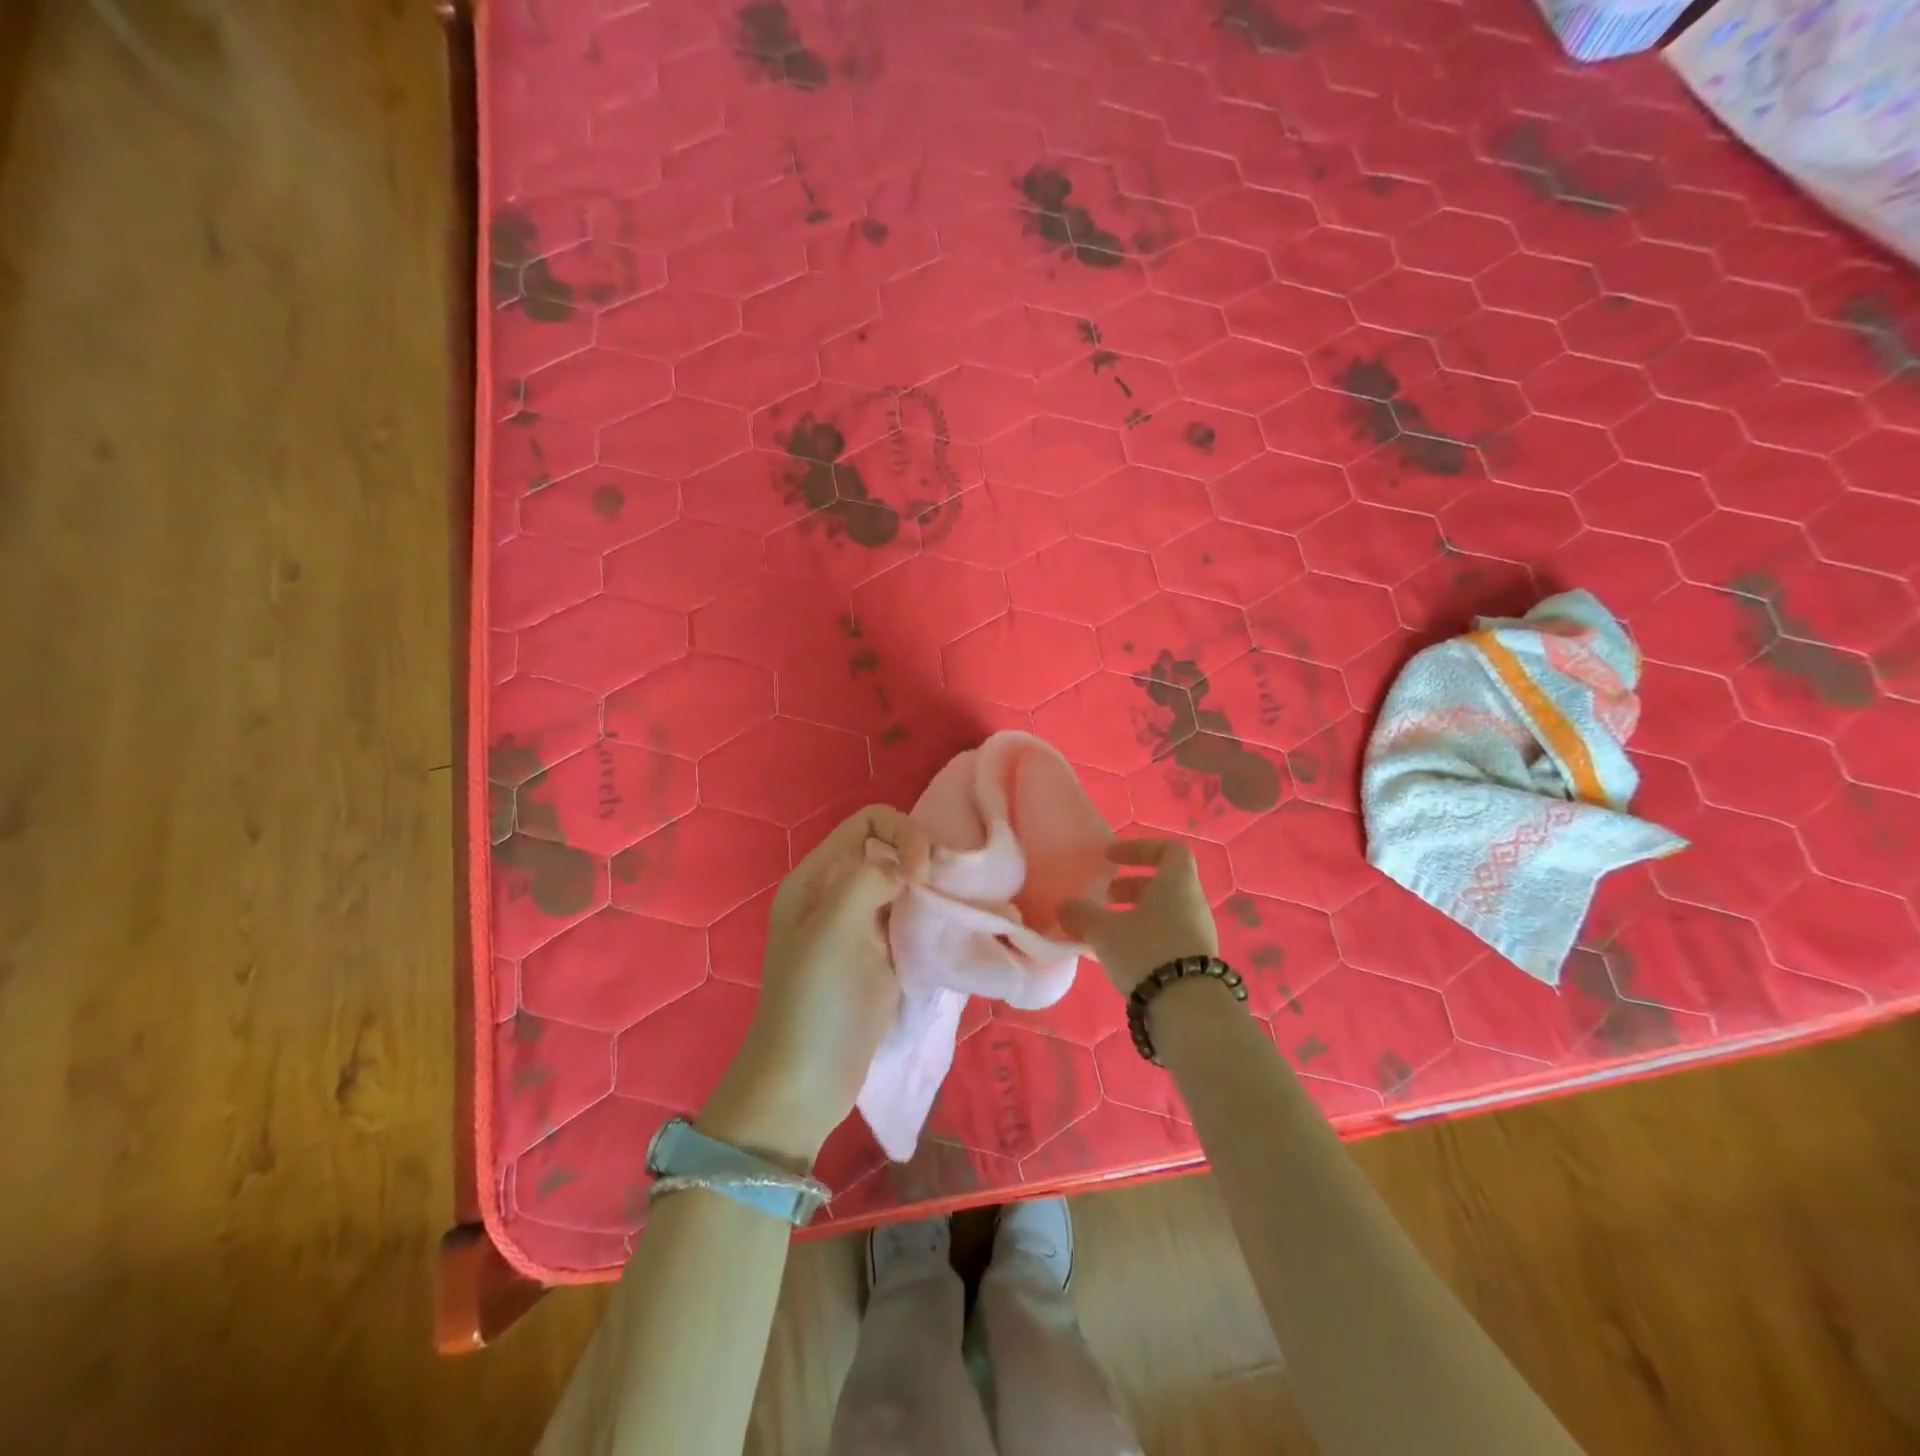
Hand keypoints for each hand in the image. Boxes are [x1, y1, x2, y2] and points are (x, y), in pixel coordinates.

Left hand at [700, 805, 928, 1169]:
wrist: (806, 1082)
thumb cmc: (813, 1003)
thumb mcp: (830, 930)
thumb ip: (866, 879)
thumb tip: (906, 865)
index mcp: (817, 877)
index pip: (869, 822)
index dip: (902, 834)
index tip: (921, 874)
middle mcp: (839, 892)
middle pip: (891, 848)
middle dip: (923, 859)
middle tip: (945, 893)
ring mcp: (862, 925)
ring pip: (907, 883)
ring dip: (933, 889)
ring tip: (954, 910)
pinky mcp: (883, 955)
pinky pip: (913, 918)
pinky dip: (934, 917)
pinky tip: (951, 931)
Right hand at [1061, 839, 1218, 993]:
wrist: (1187, 1008)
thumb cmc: (1145, 951)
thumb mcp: (1104, 930)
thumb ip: (1081, 913)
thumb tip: (1066, 906)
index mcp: (1177, 883)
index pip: (1168, 850)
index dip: (1138, 849)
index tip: (1111, 859)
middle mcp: (1193, 903)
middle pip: (1162, 884)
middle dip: (1128, 888)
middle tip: (1101, 899)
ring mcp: (1198, 934)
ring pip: (1163, 913)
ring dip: (1133, 916)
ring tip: (1103, 932)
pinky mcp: (1195, 961)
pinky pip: (1166, 938)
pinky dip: (1142, 938)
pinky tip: (1116, 956)